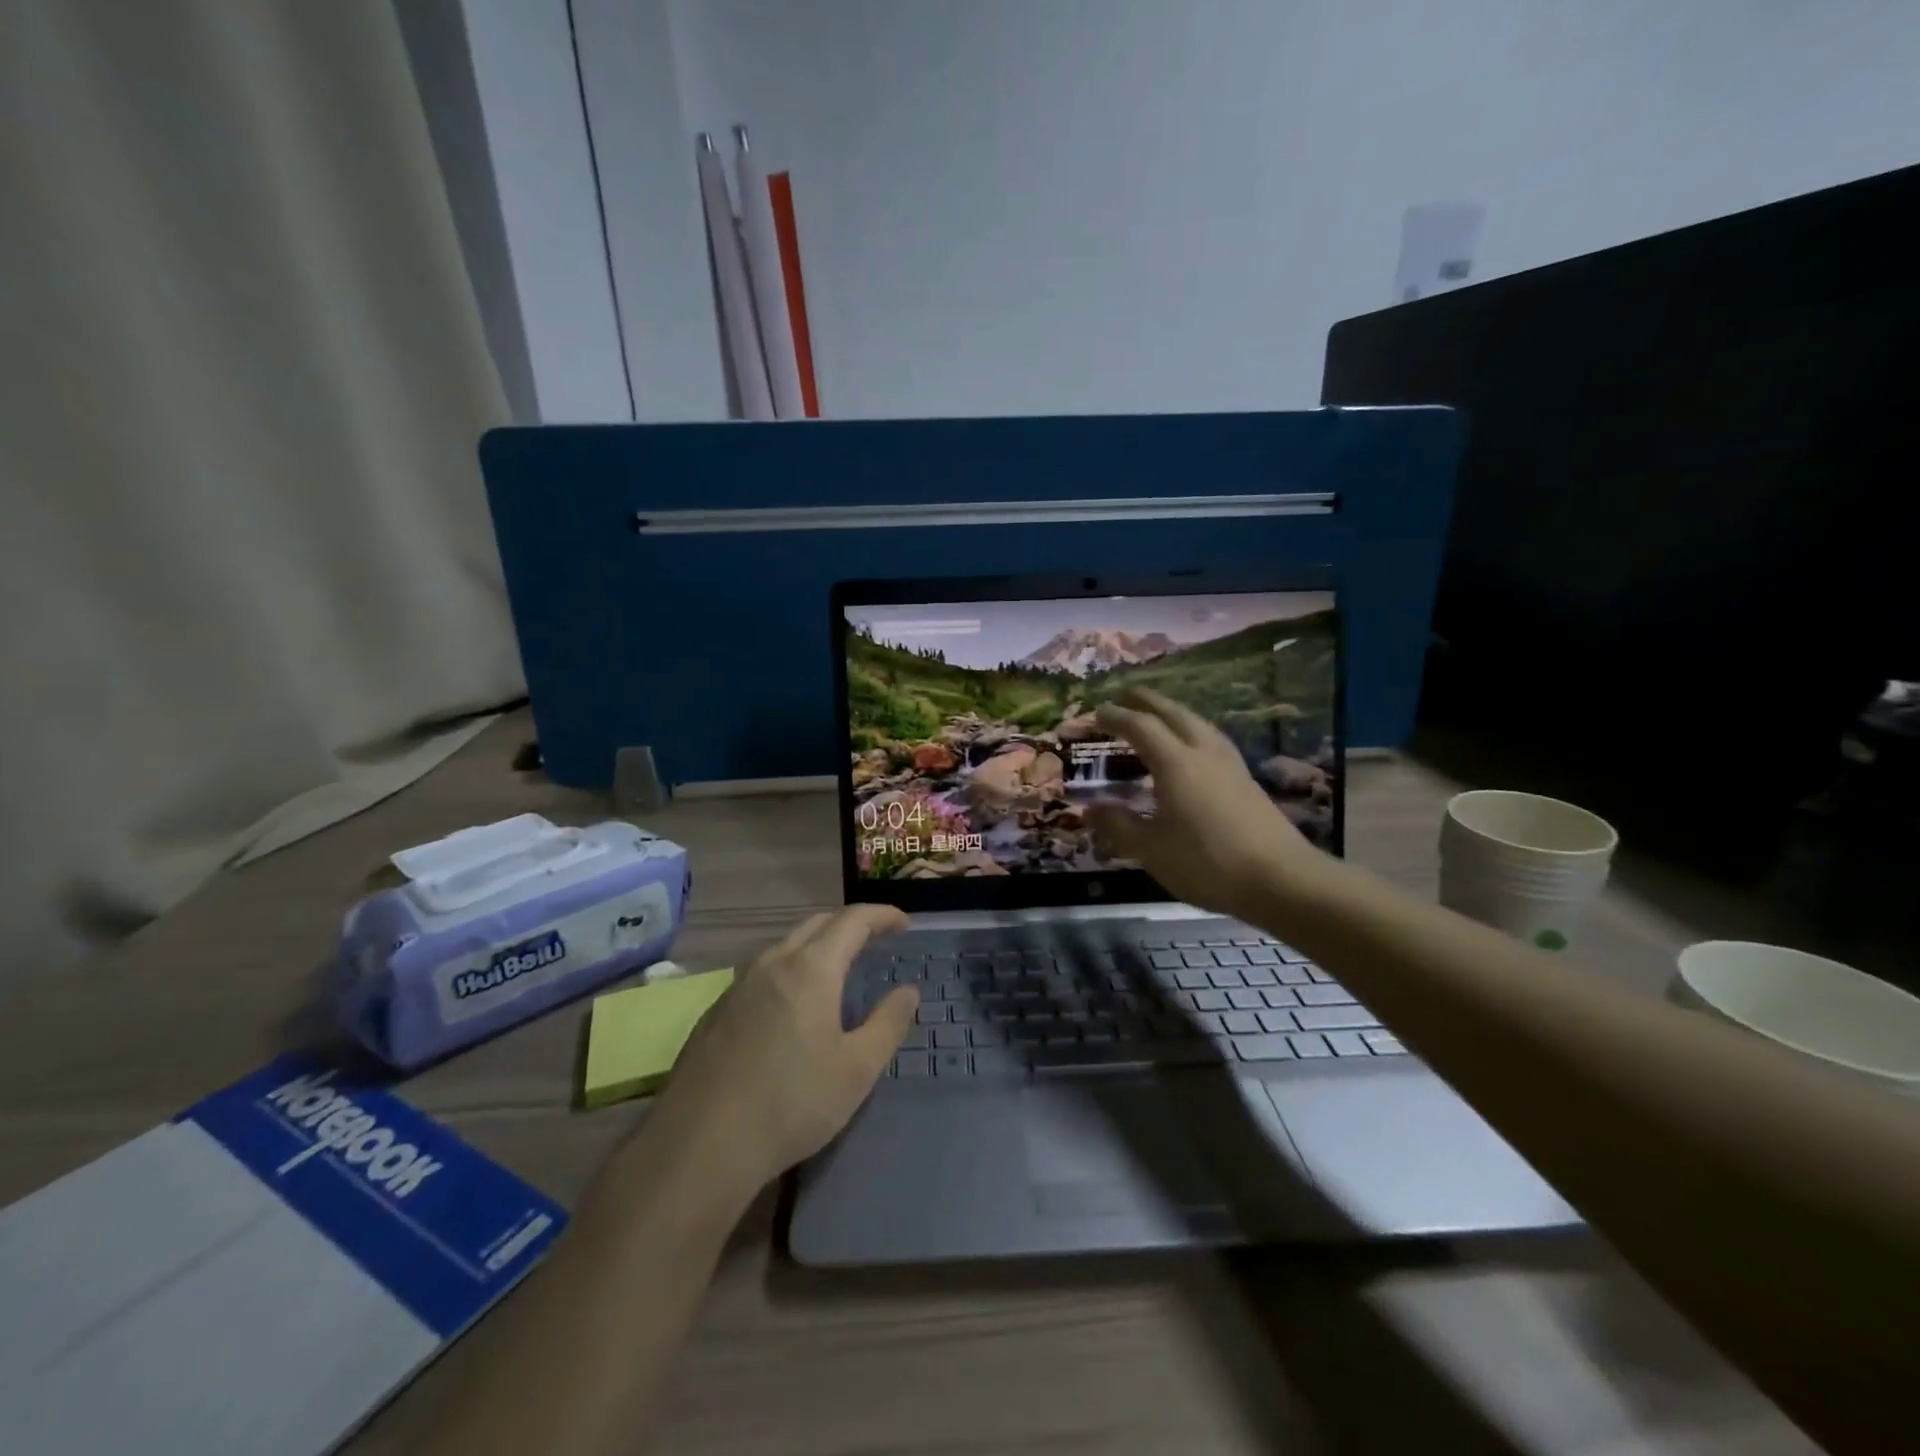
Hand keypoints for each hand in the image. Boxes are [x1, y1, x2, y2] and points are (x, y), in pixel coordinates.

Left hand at [650, 905, 917, 1194]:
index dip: (881, 915)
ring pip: (784, 946)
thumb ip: (888, 1023)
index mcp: (811, 968)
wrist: (700, 1146)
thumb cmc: (791, 1103)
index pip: (852, 921)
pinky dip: (789, 970)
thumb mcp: (857, 1069)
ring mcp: (738, 985)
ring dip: (816, 945)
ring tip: (836, 969)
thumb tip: (908, 991)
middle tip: (874, 939)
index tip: (903, 921)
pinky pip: (762, 973)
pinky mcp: (716, 1011)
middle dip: (849, 924)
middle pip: (816, 924)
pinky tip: (791, 1005)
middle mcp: (772, 963)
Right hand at [1088, 688, 1327, 921]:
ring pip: (1198, 723)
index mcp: (1176, 763)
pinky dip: (1192, 731)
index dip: (1116, 717)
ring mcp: (1230, 765)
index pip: (1141, 726)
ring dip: (1173, 712)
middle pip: (1174, 713)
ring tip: (1158, 715)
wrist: (1282, 880)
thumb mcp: (1151, 849)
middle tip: (1125, 695)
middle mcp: (1204, 753)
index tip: (1096, 713)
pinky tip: (1194, 748)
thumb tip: (1090, 809)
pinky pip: (1212, 739)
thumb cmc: (1208, 862)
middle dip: (1147, 701)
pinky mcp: (1247, 780)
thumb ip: (1118, 825)